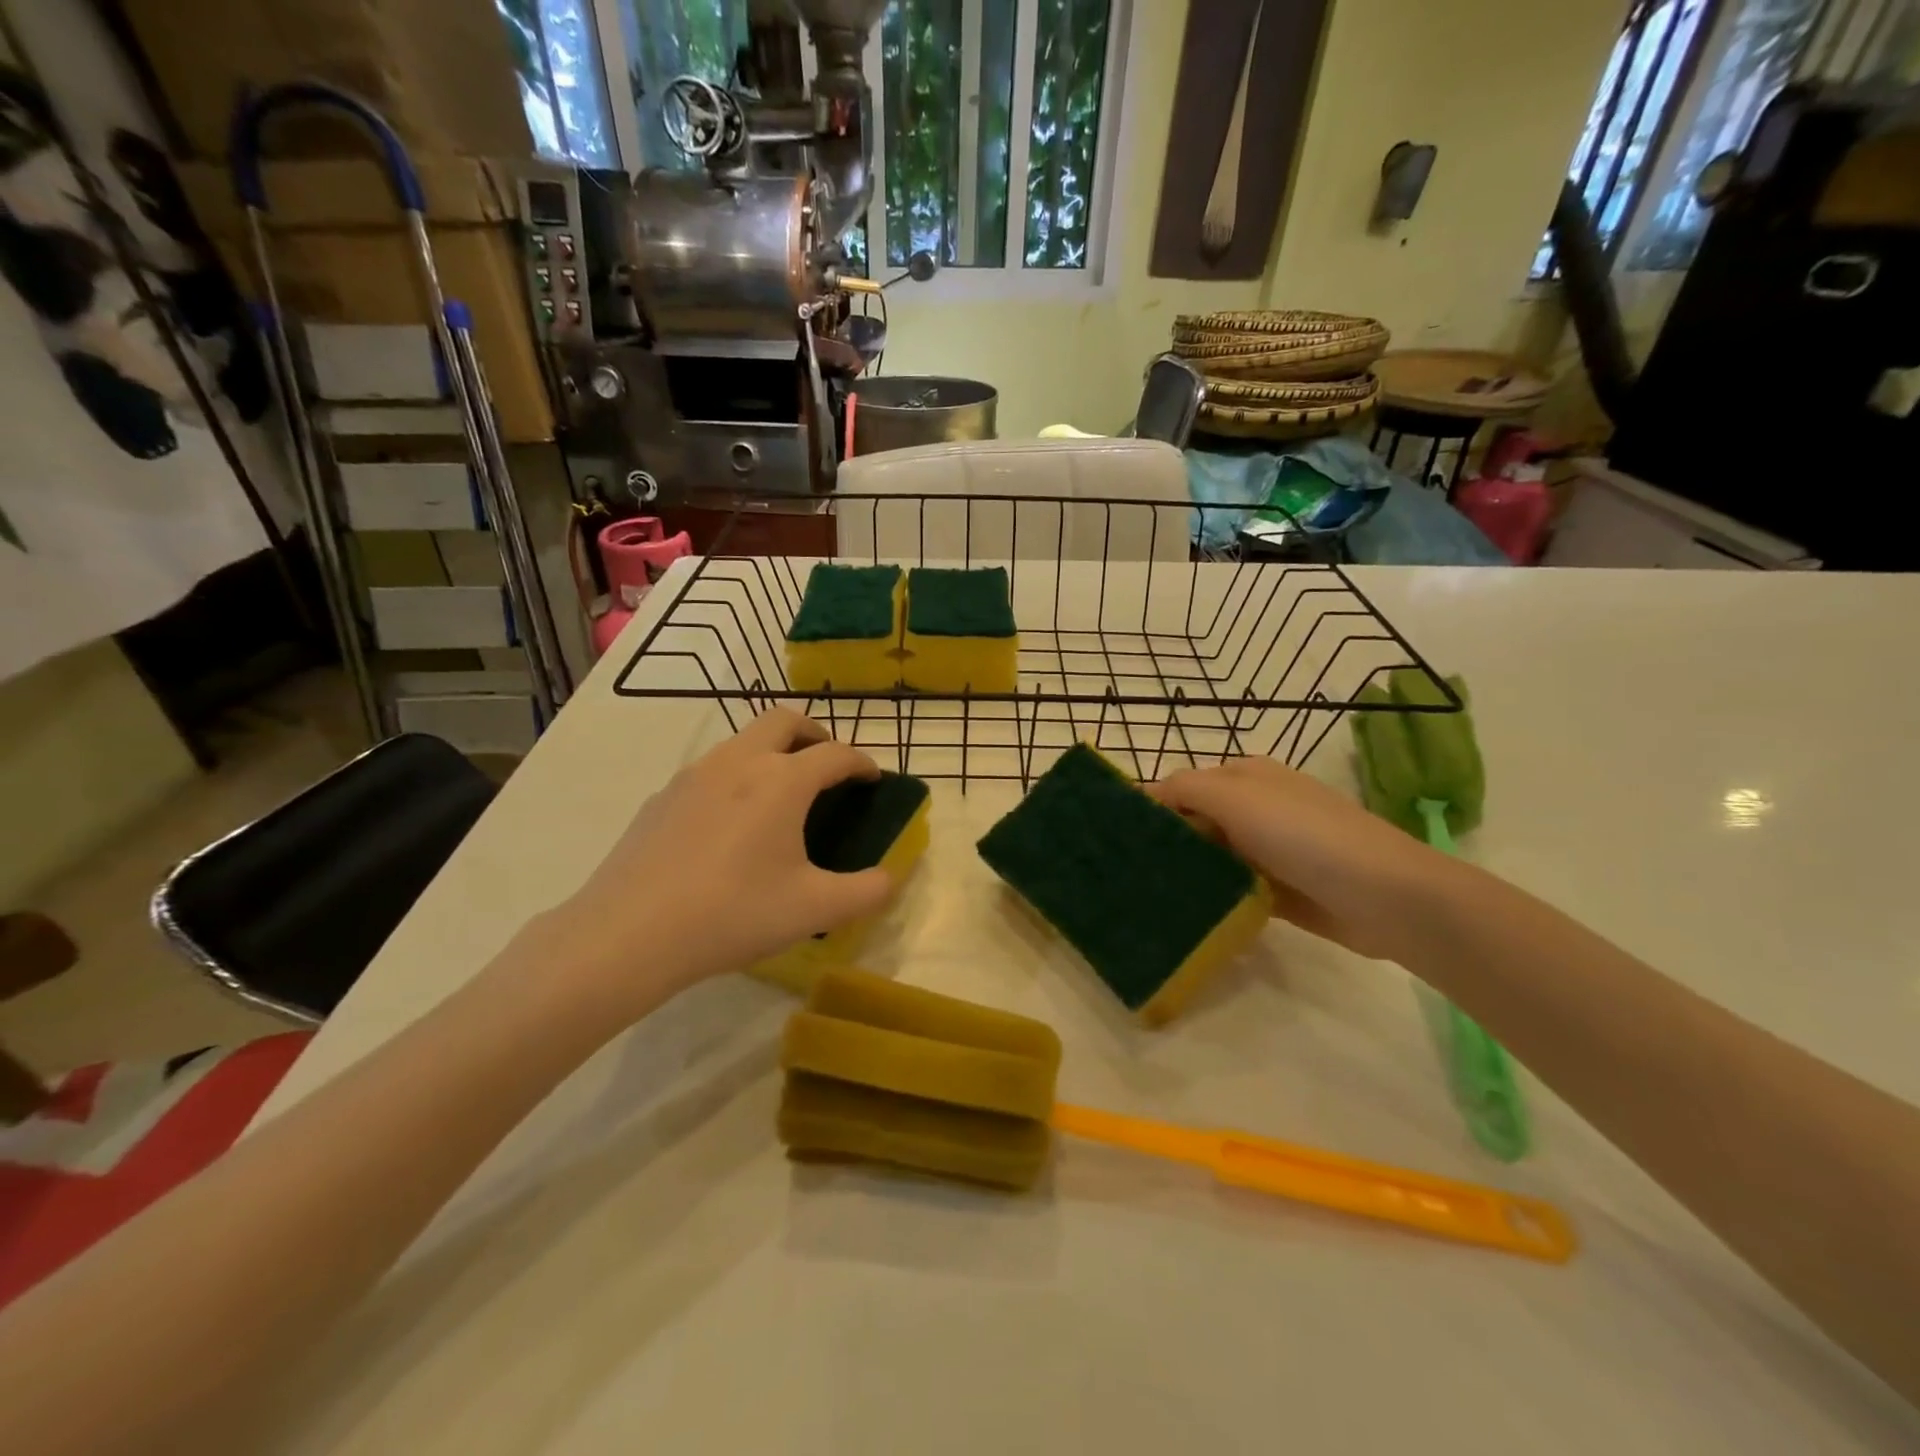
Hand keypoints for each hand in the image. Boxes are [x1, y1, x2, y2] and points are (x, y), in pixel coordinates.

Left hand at [557, 709, 896, 1017]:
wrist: (629, 933)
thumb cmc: (733, 913)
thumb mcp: (814, 910)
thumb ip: (867, 892)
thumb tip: (890, 878)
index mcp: (782, 781)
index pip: (835, 754)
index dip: (862, 763)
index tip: (873, 779)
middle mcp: (739, 762)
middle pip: (785, 721)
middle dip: (815, 734)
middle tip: (828, 766)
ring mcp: (693, 775)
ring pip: (743, 741)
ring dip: (773, 752)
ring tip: (781, 795)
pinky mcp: (662, 797)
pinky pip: (711, 771)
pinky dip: (736, 778)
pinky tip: (729, 825)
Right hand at [1147, 757, 1449, 961]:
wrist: (1383, 896)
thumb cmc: (1303, 835)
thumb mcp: (1236, 797)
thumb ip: (1184, 789)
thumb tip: (1143, 794)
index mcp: (1244, 776)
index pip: (1181, 786)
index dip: (1150, 807)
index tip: (1114, 838)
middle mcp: (1255, 808)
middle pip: (1194, 822)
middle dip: (1163, 843)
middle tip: (1121, 873)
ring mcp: (1268, 850)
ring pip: (1211, 858)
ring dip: (1184, 873)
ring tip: (1141, 896)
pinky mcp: (1277, 890)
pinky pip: (1231, 889)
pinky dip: (1210, 898)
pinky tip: (1180, 913)